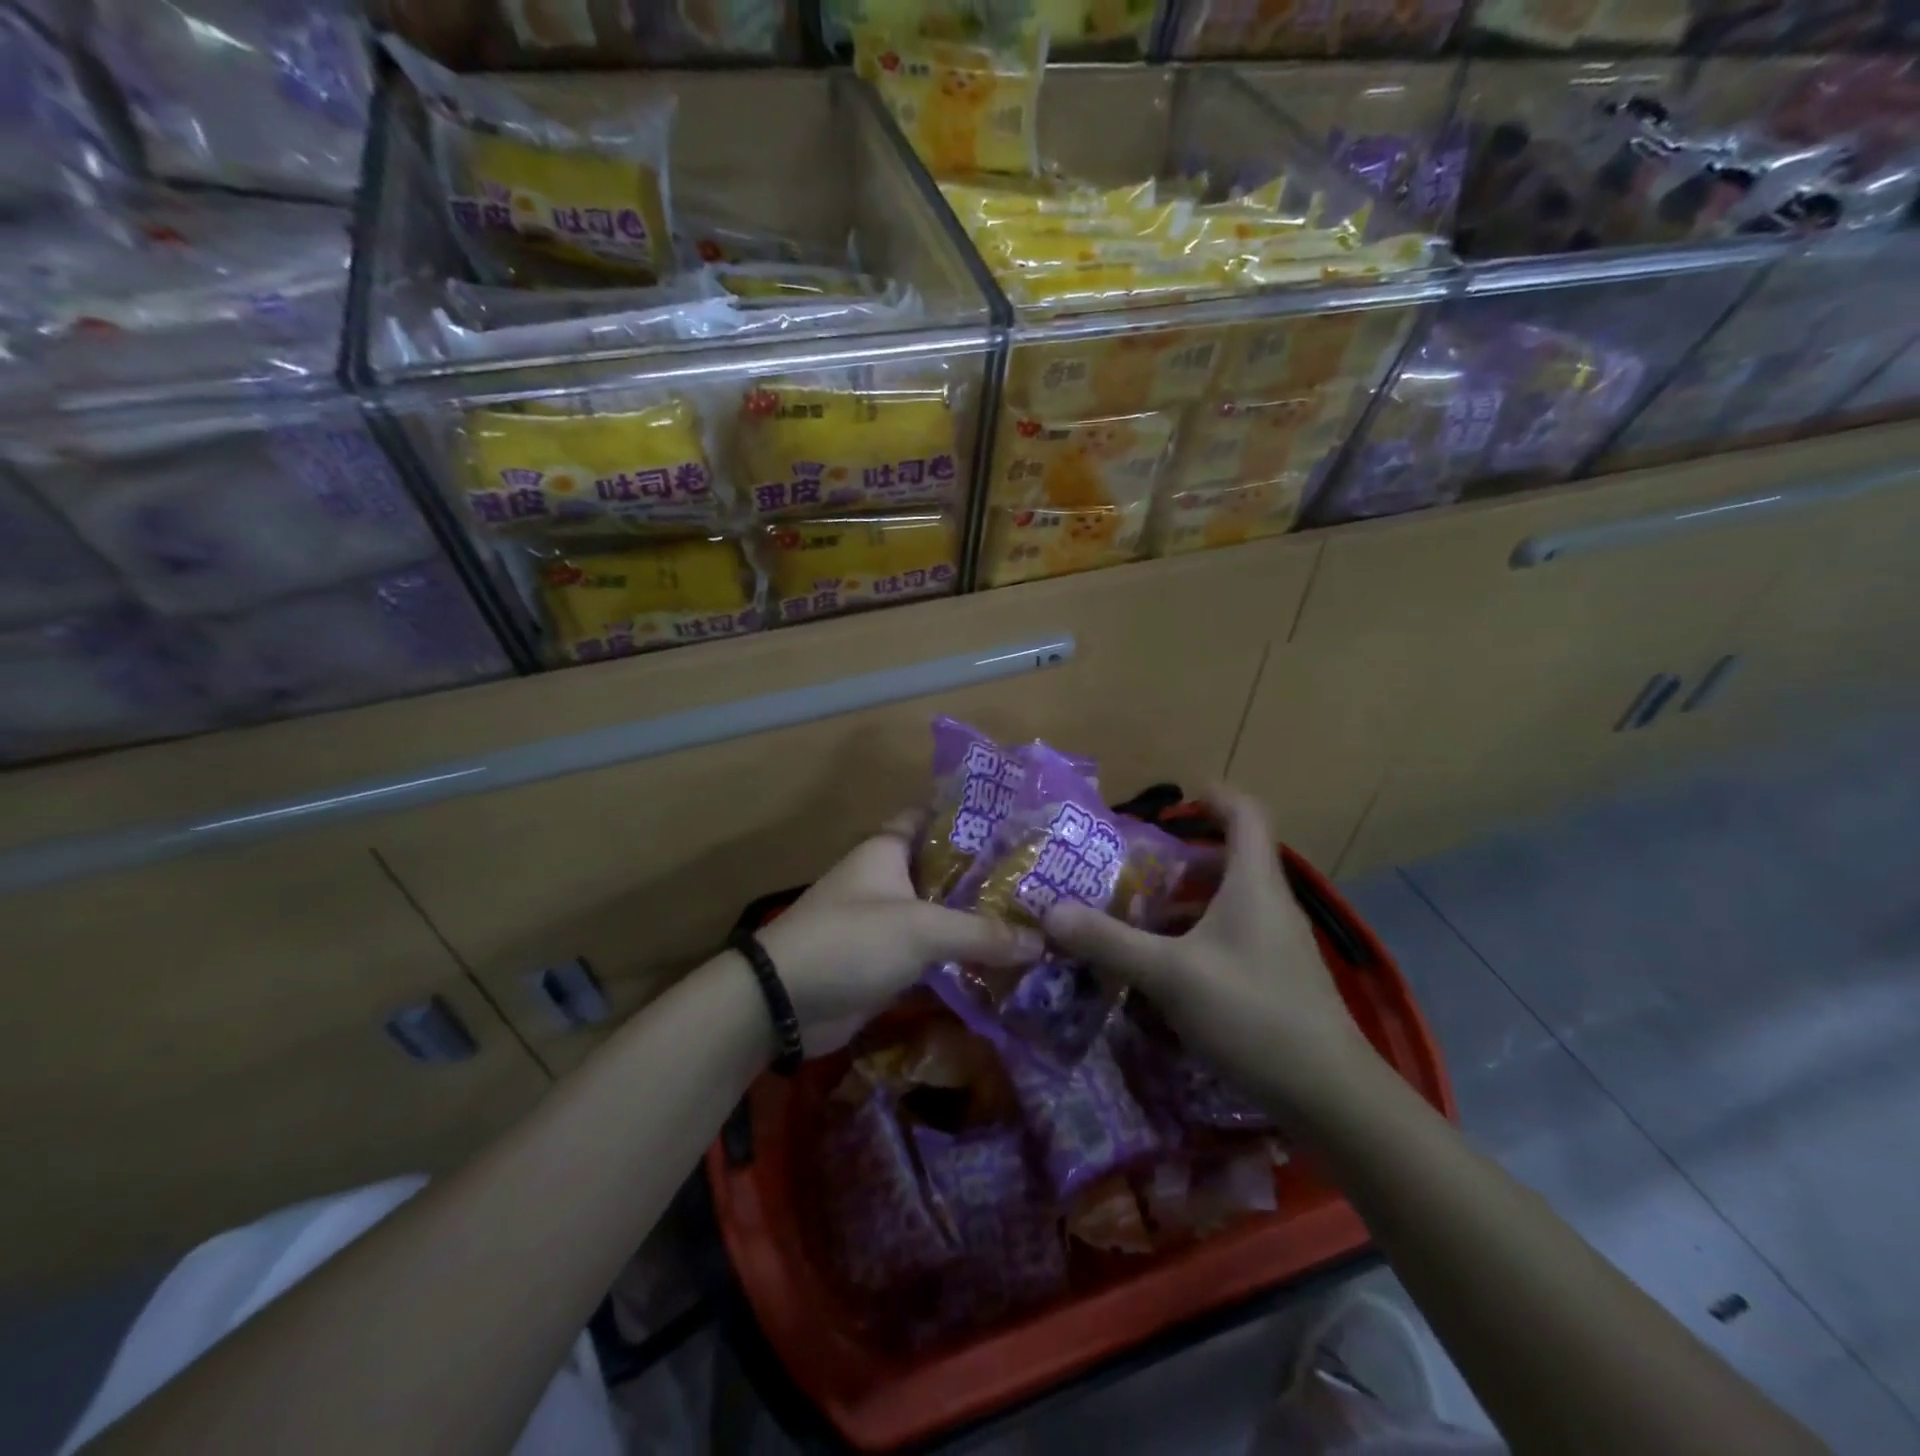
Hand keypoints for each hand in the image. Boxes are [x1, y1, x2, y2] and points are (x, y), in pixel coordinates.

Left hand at [757, 814, 1041, 1053]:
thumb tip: (1043, 941)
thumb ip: (981, 933)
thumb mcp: (920, 929)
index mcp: (889, 849)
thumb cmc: (850, 940)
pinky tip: (1005, 959)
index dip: (971, 814)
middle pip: (946, 868)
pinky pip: (935, 950)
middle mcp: (890, 878)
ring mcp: (889, 920)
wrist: (784, 1003)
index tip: (1017, 819)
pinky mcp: (890, 960)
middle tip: (1044, 876)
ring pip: (943, 911)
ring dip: (979, 917)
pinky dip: (963, 954)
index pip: (933, 816)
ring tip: (1037, 916)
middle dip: (988, 873)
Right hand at [1042, 787, 1374, 1106]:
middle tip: (1135, 870)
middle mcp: (1269, 904)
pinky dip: (1197, 940)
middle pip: (1230, 860)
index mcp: (1253, 884)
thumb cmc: (1251, 1013)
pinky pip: (1231, 938)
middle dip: (1181, 861)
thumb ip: (1110, 942)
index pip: (1245, 815)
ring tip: (1138, 921)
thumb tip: (1052, 913)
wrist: (1329, 1094)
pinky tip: (1166, 973)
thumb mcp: (1170, 975)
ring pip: (1228, 904)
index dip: (1213, 797)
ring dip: (1184, 905)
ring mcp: (1277, 944)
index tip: (1174, 800)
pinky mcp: (1277, 978)